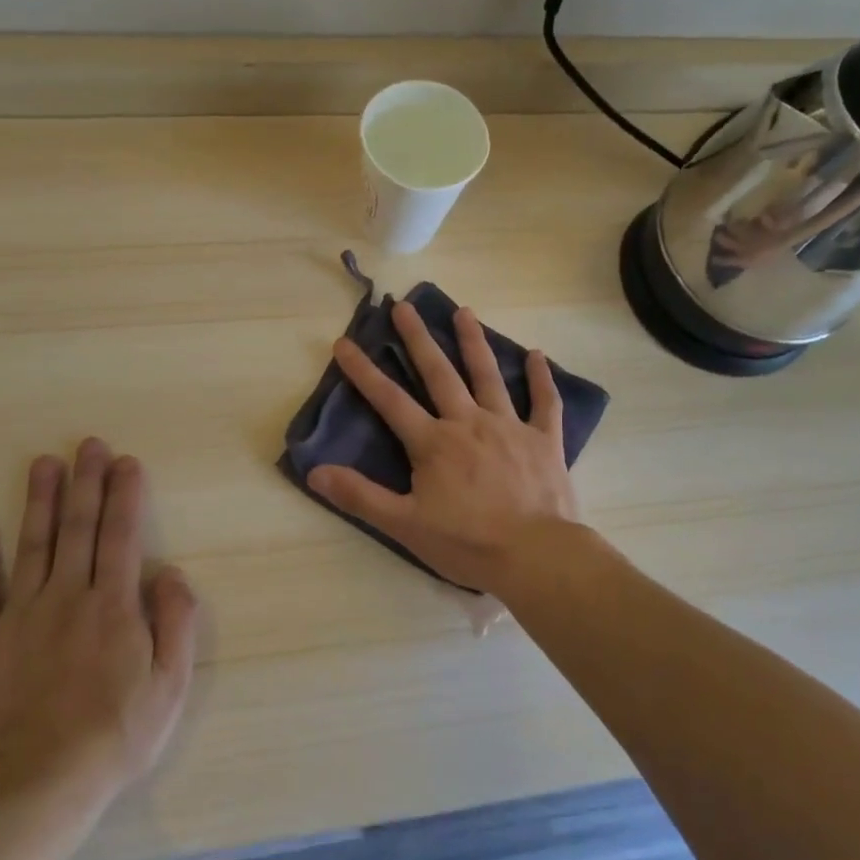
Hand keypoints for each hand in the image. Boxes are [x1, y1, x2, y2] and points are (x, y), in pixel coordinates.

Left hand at [0, 439, 197, 810]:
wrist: (36, 786)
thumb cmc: (115, 736)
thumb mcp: (170, 685)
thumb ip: (176, 623)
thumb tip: (171, 574)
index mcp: (114, 606)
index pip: (122, 536)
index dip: (125, 495)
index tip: (126, 462)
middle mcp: (68, 597)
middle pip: (78, 528)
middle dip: (86, 482)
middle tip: (88, 444)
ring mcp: (20, 616)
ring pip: (31, 545)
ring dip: (39, 501)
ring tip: (43, 463)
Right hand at [308, 301, 579, 595]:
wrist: (536, 555)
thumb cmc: (467, 543)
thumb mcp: (405, 525)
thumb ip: (360, 496)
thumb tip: (314, 472)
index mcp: (434, 442)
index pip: (390, 400)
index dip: (364, 371)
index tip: (345, 342)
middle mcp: (469, 423)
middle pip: (439, 373)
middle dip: (418, 338)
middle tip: (404, 305)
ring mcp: (509, 427)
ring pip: (488, 376)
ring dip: (474, 342)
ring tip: (464, 311)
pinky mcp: (544, 440)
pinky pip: (543, 402)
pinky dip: (540, 378)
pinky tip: (537, 354)